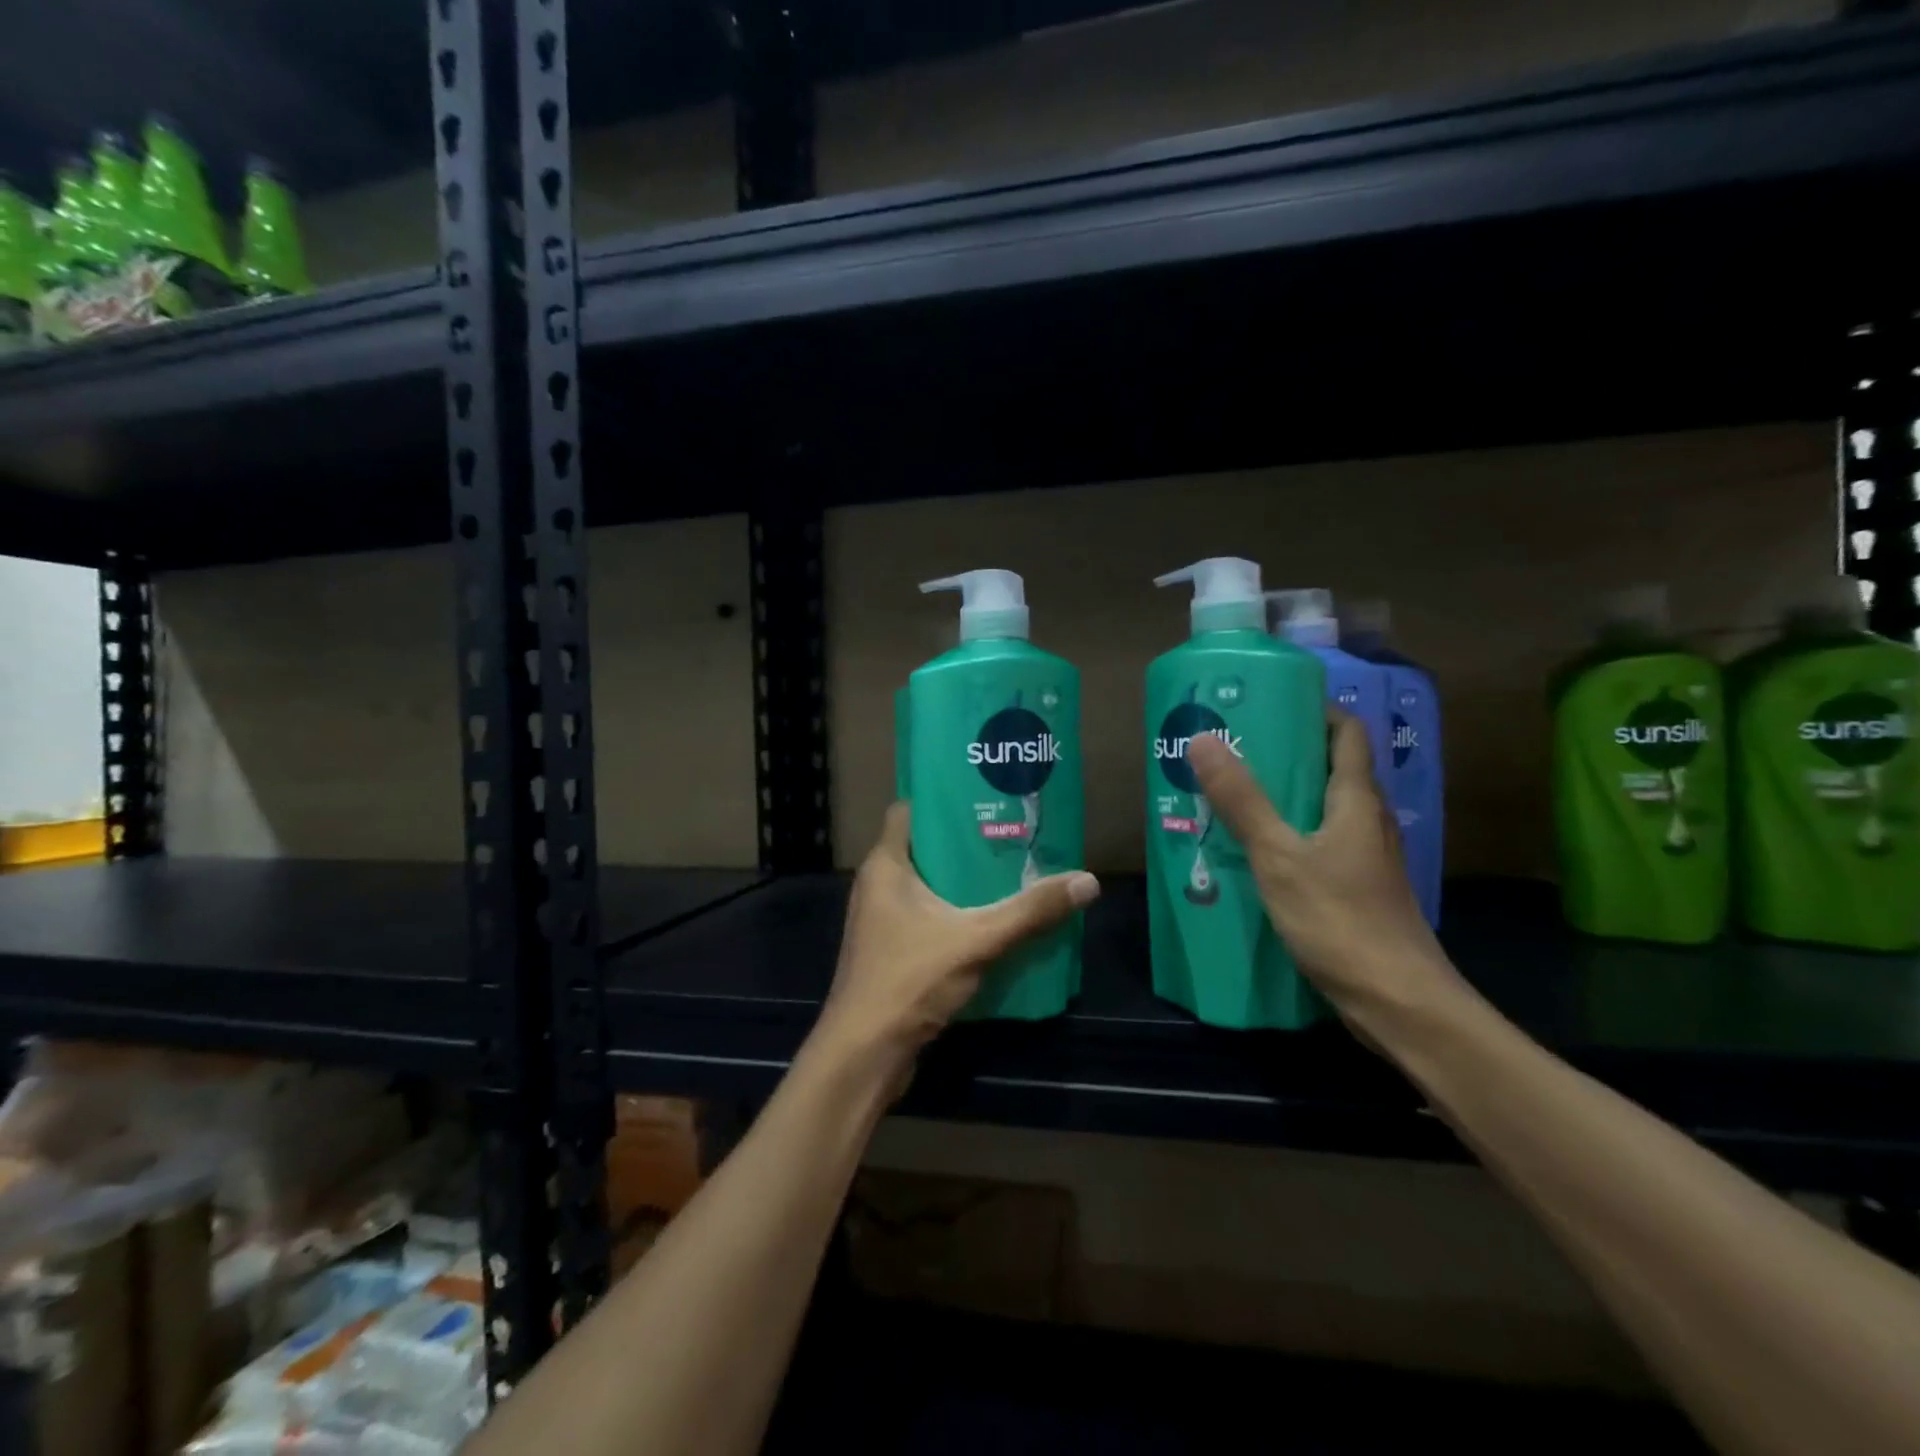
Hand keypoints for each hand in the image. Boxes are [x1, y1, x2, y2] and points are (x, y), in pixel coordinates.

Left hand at [810, 802, 1099, 1088]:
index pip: (908, 811)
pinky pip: (929, 916)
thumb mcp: (976, 939)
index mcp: (886, 866)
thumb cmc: (909, 980)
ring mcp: (883, 920)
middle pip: (925, 847)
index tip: (985, 794)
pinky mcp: (893, 950)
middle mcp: (879, 885)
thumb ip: (1030, 912)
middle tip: (1012, 832)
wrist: (865, 1054)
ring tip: (1012, 869)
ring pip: (928, 885)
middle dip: (966, 841)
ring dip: (964, 880)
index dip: (942, 799)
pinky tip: (994, 918)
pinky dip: (957, 912)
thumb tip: (1087, 881)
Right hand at [1187, 706, 1462, 1025]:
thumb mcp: (1280, 856)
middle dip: (1287, 751)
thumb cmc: (1340, 920)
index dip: (1314, 710)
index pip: (1347, 732)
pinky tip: (1254, 849)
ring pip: (1324, 808)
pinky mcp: (1357, 889)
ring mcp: (1366, 858)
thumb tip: (1205, 739)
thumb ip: (1242, 800)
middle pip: (1332, 767)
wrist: (1398, 1003)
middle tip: (1233, 747)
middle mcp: (1368, 820)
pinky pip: (1320, 843)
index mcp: (1357, 800)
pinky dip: (1289, 833)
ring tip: (1233, 793)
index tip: (1268, 703)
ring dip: (1285, 795)